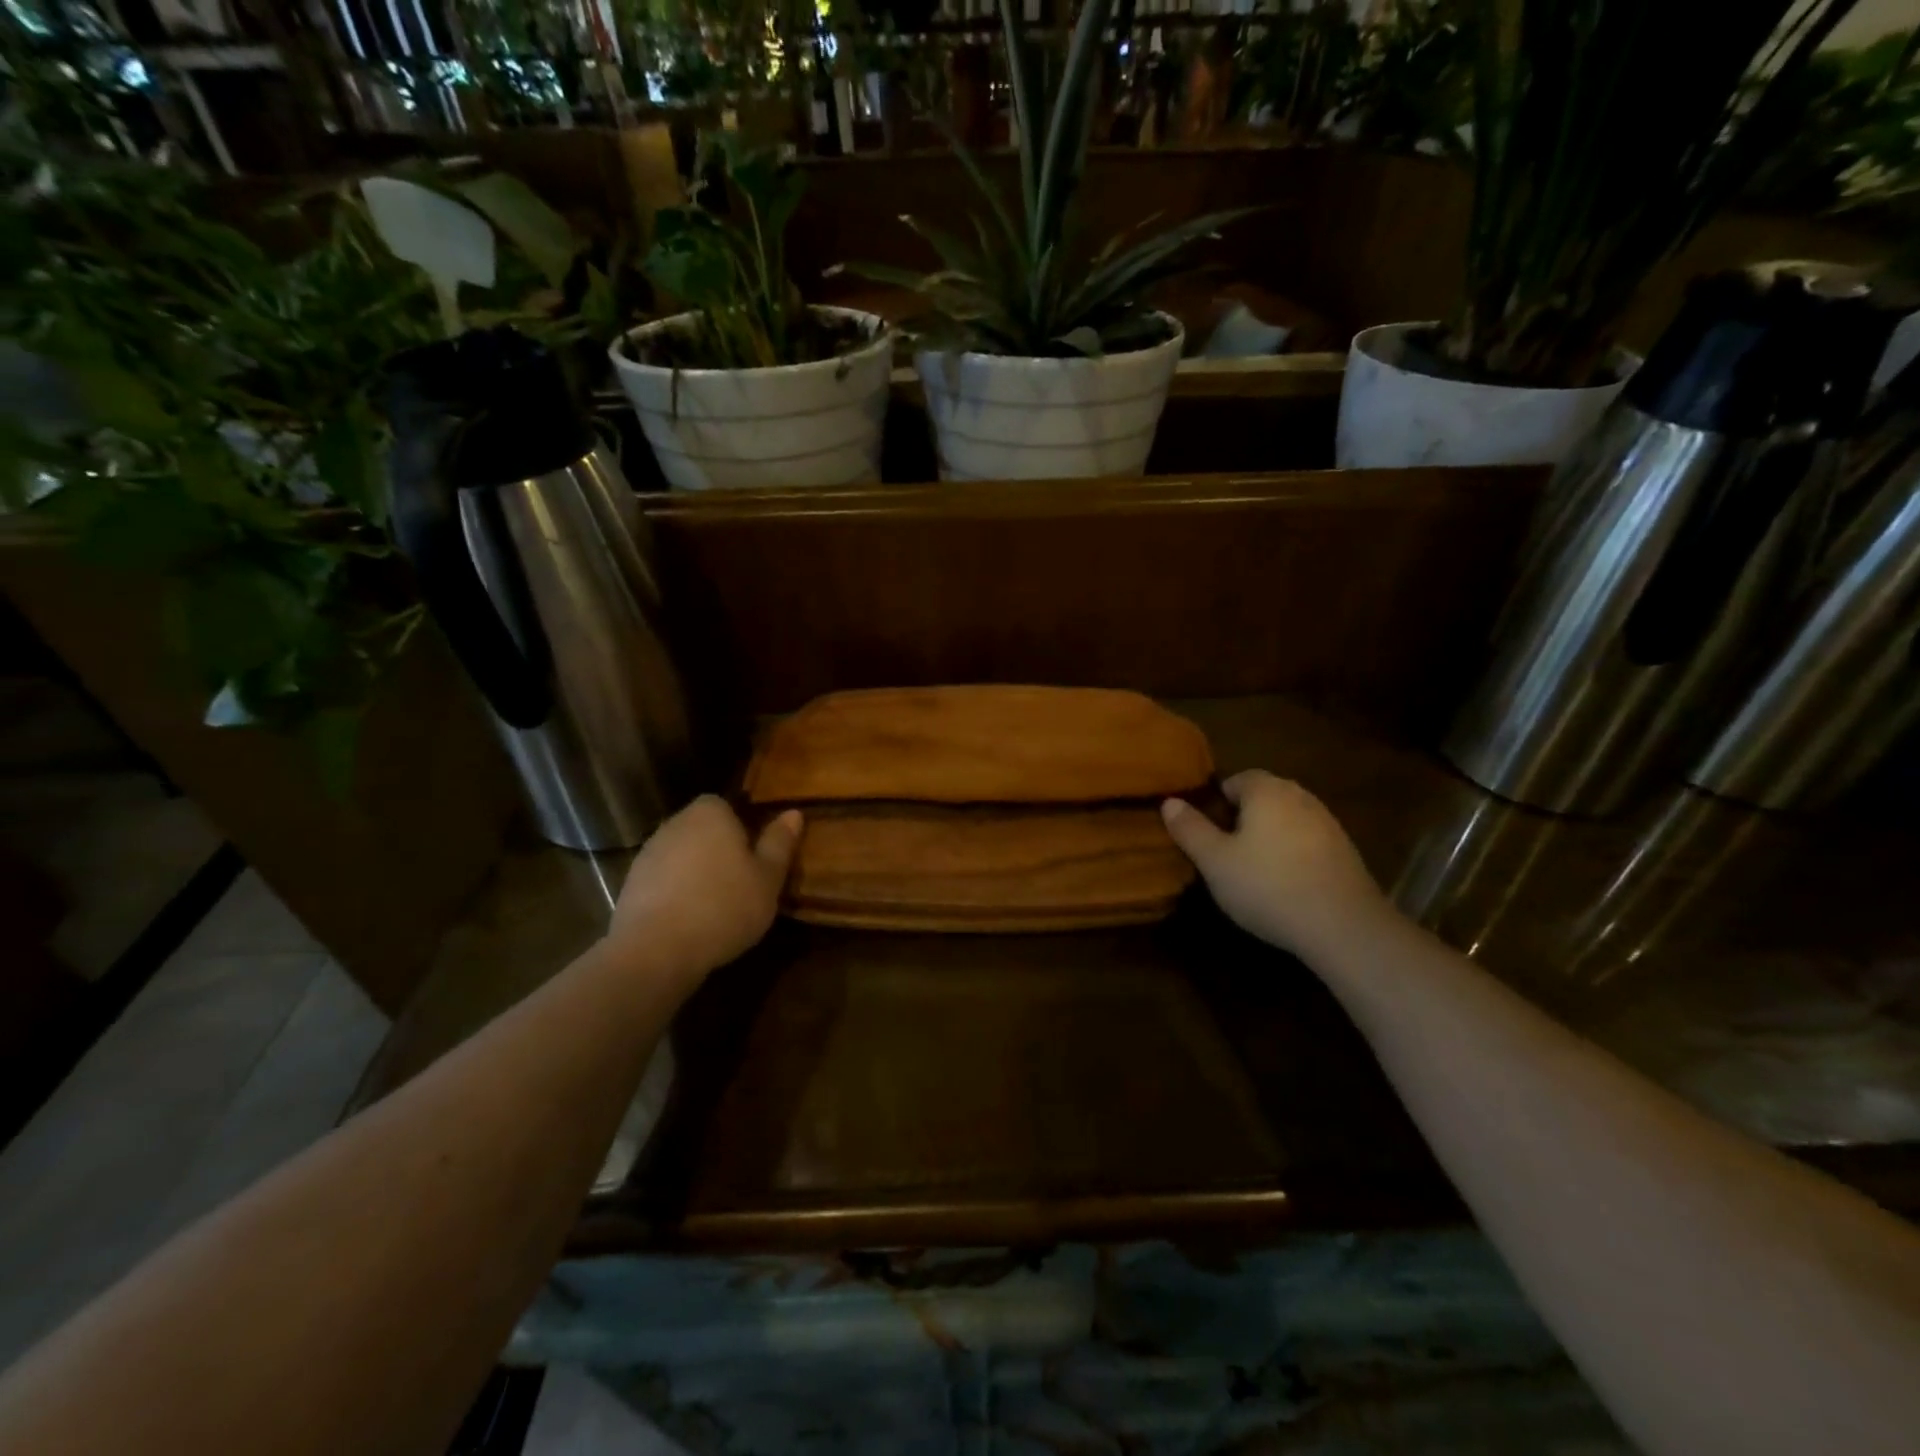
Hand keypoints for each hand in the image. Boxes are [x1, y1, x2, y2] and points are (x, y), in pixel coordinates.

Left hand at [607, 796, 802, 980]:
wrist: (656, 950)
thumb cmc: (724, 906)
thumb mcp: (768, 878)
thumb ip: (779, 843)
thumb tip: (794, 813)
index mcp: (710, 814)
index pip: (726, 805)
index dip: (742, 827)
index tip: (755, 856)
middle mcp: (675, 824)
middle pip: (702, 829)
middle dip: (719, 849)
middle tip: (742, 881)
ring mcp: (647, 854)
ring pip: (682, 855)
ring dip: (696, 872)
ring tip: (717, 905)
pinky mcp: (630, 885)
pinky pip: (663, 881)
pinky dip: (676, 893)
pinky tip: (690, 920)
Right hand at [1162, 770, 1389, 959]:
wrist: (1343, 927)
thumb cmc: (1268, 886)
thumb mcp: (1214, 861)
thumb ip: (1190, 829)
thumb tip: (1169, 801)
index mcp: (1266, 791)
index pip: (1235, 780)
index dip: (1215, 803)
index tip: (1205, 833)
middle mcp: (1300, 796)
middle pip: (1262, 797)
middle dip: (1241, 818)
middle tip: (1223, 853)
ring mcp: (1327, 822)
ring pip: (1286, 819)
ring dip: (1268, 836)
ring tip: (1252, 871)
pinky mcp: (1345, 850)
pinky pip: (1306, 841)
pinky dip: (1292, 853)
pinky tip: (1284, 884)